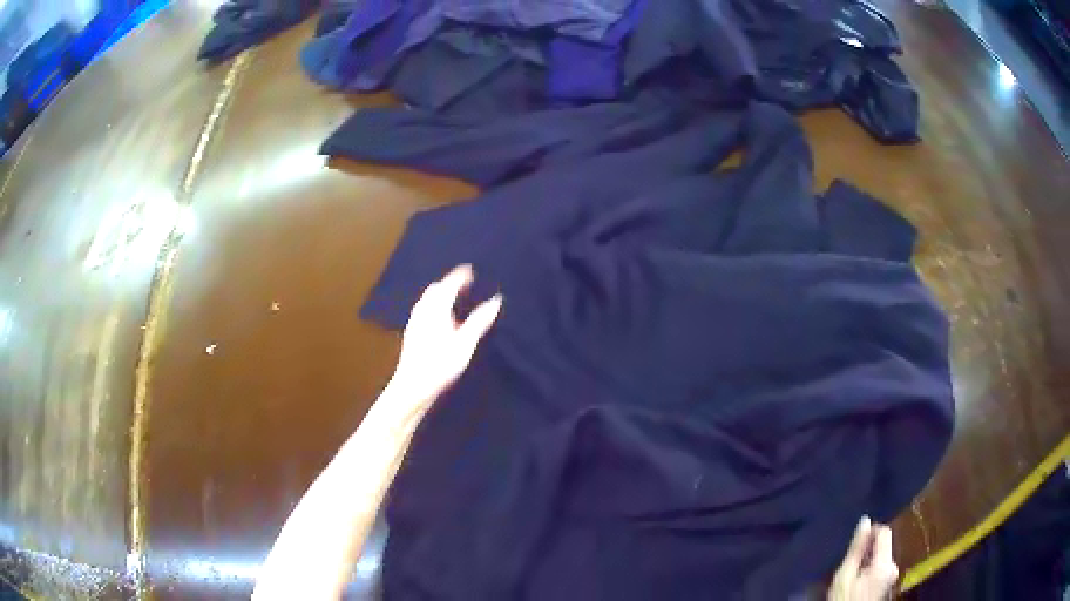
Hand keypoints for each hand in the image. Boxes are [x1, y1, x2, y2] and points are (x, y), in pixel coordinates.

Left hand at [384, 265, 502, 414]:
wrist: (412, 386)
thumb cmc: (440, 365)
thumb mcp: (465, 344)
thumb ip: (480, 321)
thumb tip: (496, 301)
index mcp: (436, 310)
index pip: (448, 285)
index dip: (459, 276)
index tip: (470, 270)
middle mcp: (422, 312)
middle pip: (435, 290)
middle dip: (449, 283)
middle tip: (464, 284)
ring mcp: (415, 323)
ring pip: (427, 300)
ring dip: (440, 295)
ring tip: (454, 299)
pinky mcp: (412, 334)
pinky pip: (423, 310)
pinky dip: (434, 306)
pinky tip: (440, 321)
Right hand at [828, 517, 898, 600]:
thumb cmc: (845, 599)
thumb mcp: (845, 575)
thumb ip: (856, 549)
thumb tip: (865, 521)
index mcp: (885, 563)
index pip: (885, 532)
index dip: (871, 531)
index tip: (856, 540)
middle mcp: (894, 566)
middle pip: (884, 545)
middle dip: (868, 549)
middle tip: (850, 560)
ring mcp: (893, 575)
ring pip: (882, 556)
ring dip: (869, 559)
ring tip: (853, 571)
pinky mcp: (889, 581)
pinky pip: (882, 566)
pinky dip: (871, 567)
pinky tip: (859, 579)